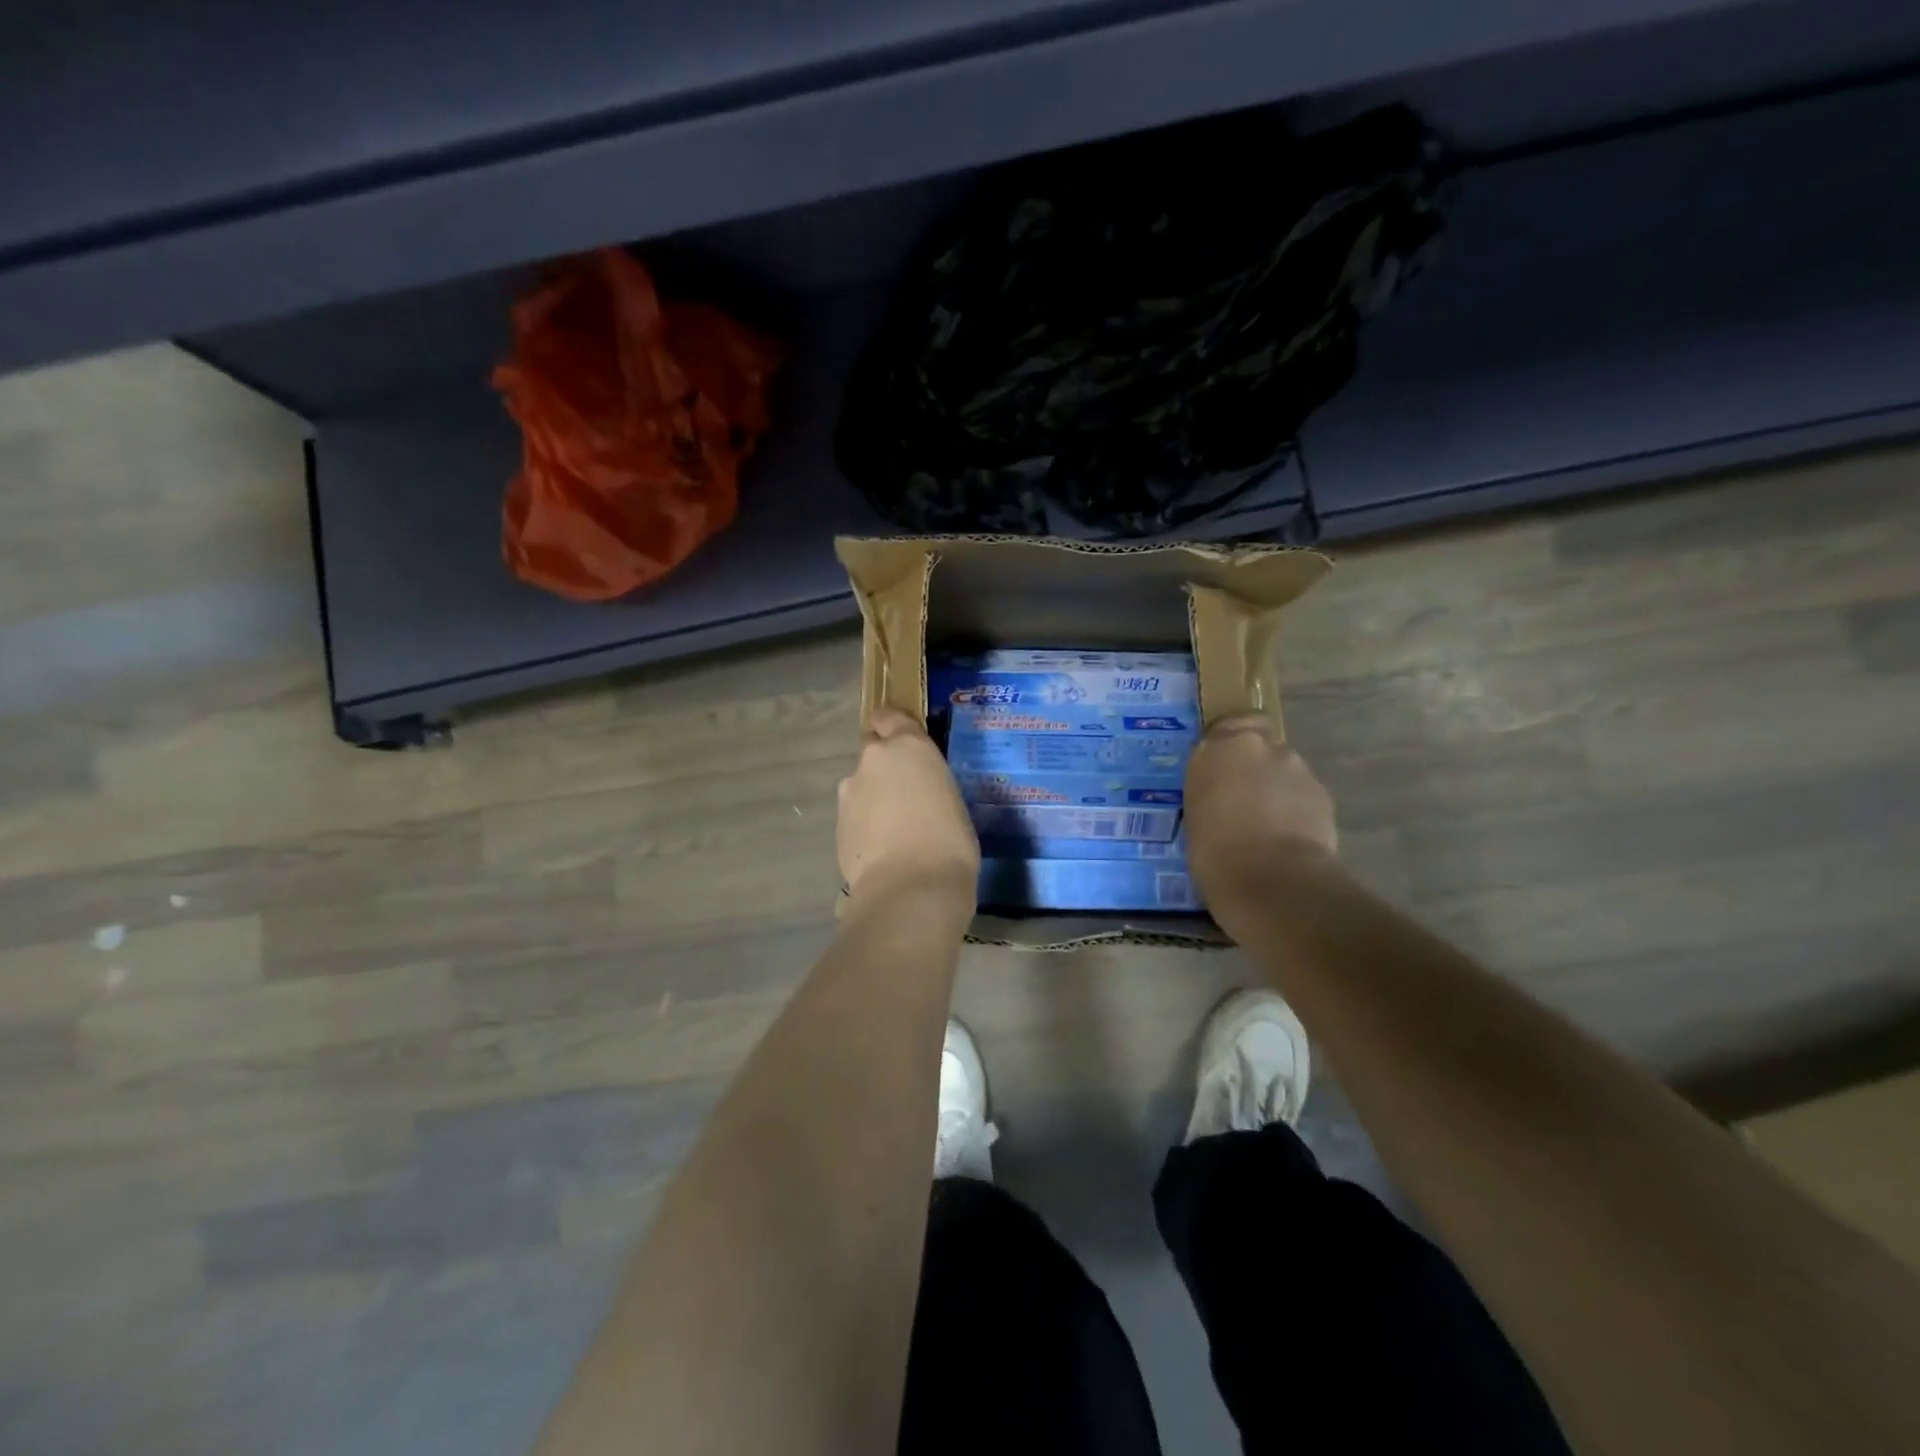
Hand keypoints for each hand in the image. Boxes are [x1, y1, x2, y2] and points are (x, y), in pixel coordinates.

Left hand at [837, 708, 979, 903]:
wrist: (910, 888)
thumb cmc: (950, 841)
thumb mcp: (952, 800)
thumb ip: (928, 785)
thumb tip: (919, 796)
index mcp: (908, 746)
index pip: (889, 716)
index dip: (893, 726)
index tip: (904, 742)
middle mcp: (873, 760)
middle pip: (872, 750)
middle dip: (884, 765)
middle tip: (905, 792)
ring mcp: (850, 793)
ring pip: (861, 786)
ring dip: (873, 798)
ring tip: (895, 830)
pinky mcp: (838, 825)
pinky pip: (854, 816)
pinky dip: (865, 826)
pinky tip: (882, 851)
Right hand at [1184, 715, 1336, 916]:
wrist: (1272, 879)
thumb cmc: (1214, 851)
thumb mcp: (1195, 814)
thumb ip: (1211, 790)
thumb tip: (1222, 793)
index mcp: (1217, 748)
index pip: (1226, 726)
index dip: (1228, 745)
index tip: (1222, 767)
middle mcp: (1258, 746)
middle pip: (1259, 745)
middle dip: (1254, 764)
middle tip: (1244, 797)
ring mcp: (1295, 767)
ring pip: (1284, 768)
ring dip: (1277, 786)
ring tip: (1268, 823)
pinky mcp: (1322, 792)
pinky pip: (1303, 793)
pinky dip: (1296, 807)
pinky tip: (1289, 836)